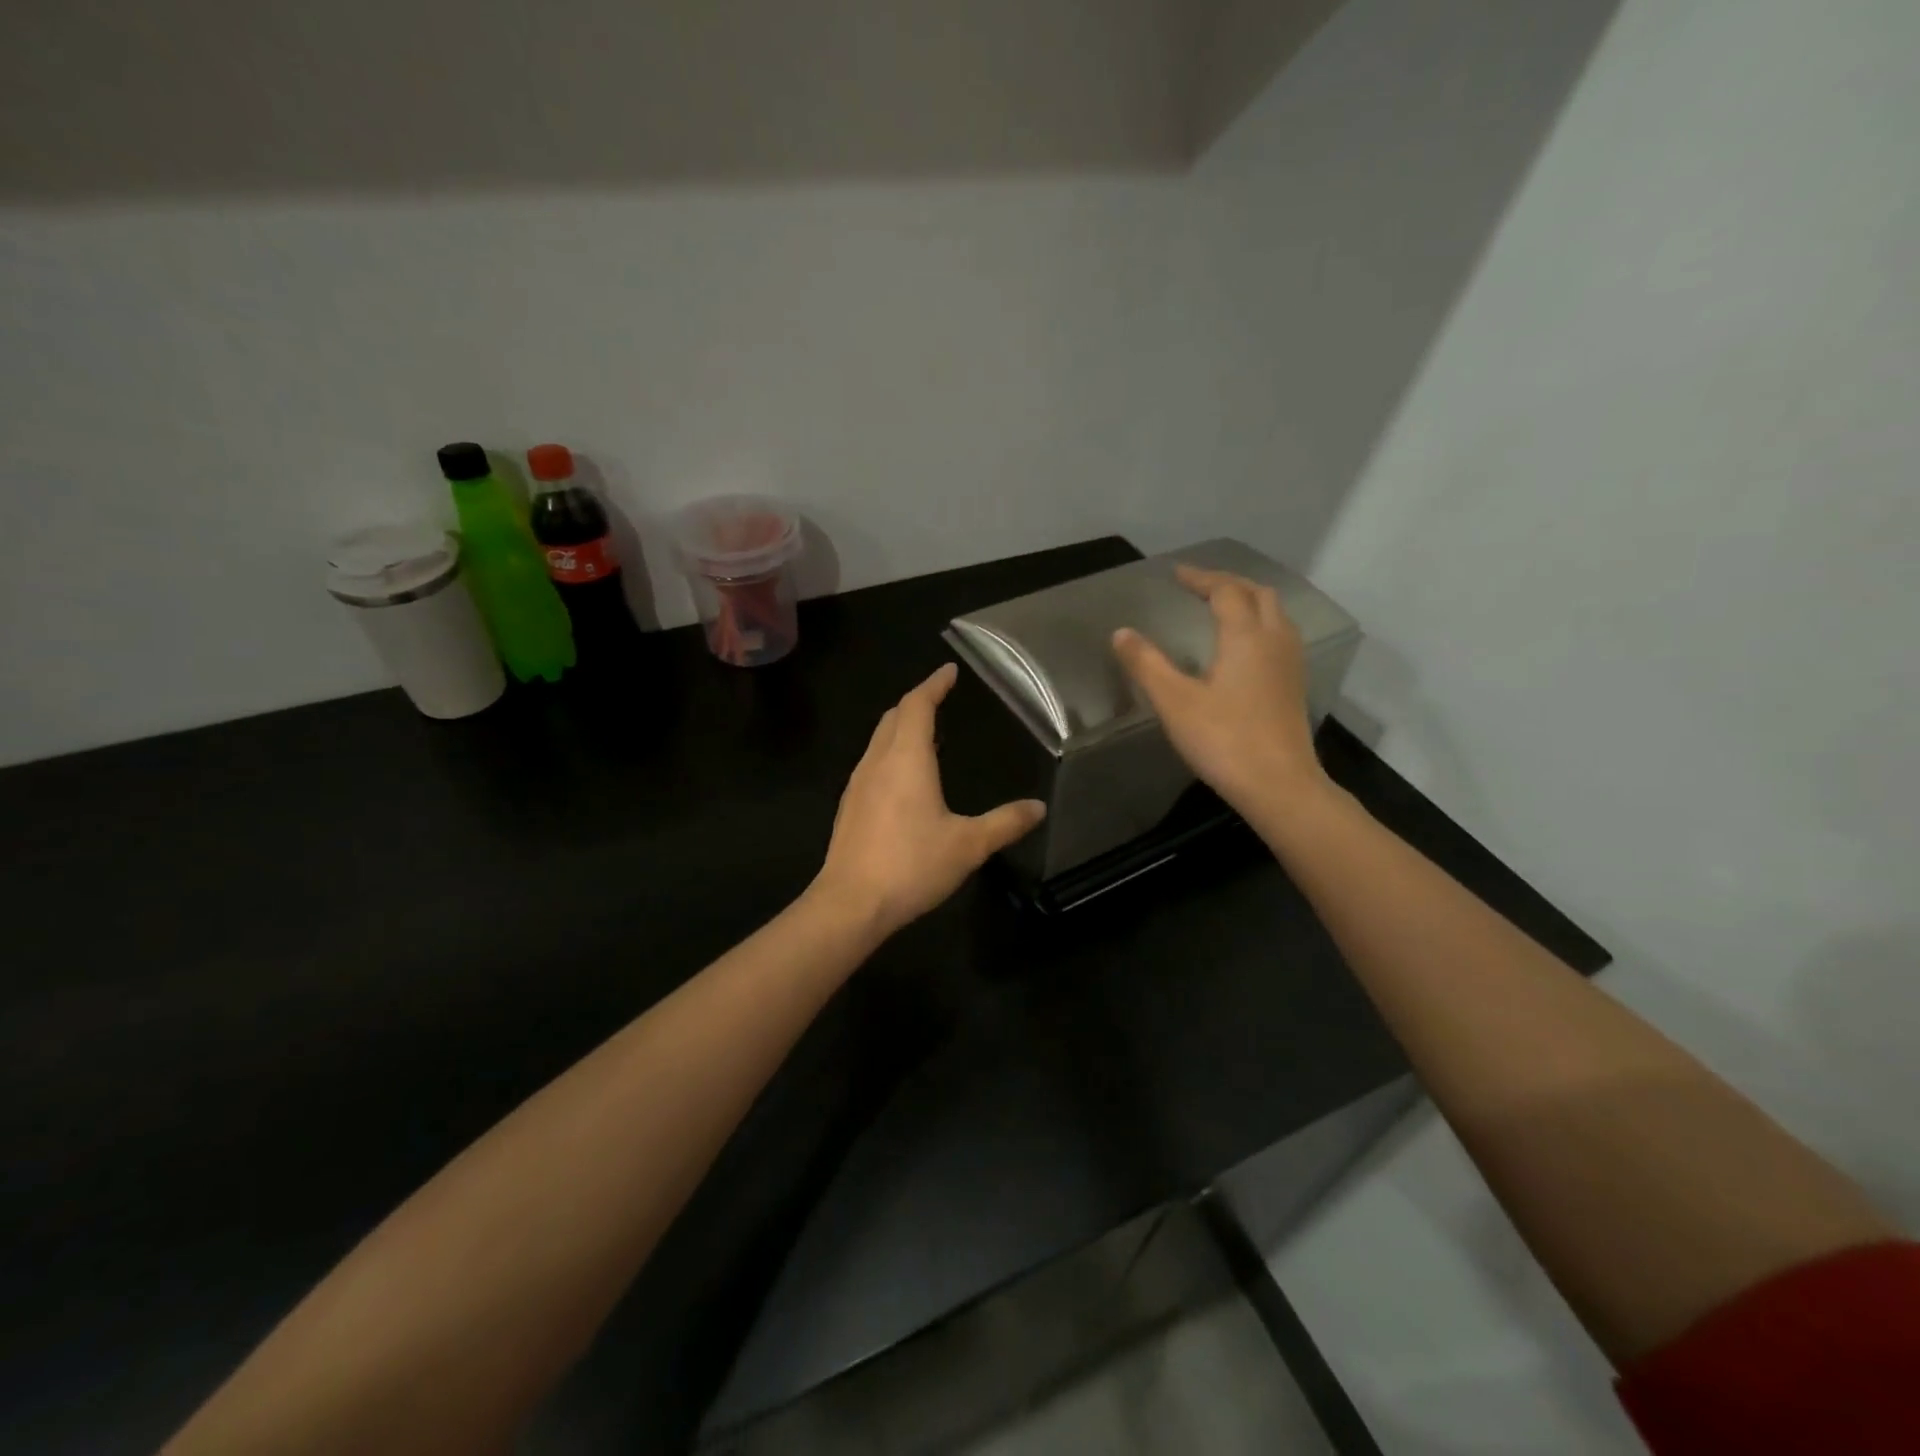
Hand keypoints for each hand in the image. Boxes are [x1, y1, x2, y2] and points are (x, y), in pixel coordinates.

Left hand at [812, 663, 1046, 936]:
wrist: (850, 904)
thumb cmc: (911, 865)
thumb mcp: (968, 845)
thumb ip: (1005, 823)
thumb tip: (1038, 808)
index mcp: (906, 759)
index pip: (917, 705)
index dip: (934, 685)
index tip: (949, 671)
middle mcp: (877, 762)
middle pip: (894, 717)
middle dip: (916, 702)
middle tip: (940, 698)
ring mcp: (858, 784)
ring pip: (879, 740)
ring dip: (901, 727)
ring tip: (927, 733)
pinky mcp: (849, 807)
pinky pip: (872, 763)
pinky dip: (891, 752)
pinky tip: (904, 778)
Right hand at [1112, 564, 1328, 815]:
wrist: (1279, 785)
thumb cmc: (1224, 740)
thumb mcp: (1174, 702)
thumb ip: (1147, 664)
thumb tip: (1121, 632)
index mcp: (1245, 636)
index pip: (1225, 591)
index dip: (1200, 578)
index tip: (1177, 574)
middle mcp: (1274, 641)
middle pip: (1258, 594)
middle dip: (1229, 583)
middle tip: (1200, 586)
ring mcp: (1290, 664)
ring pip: (1276, 614)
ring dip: (1249, 601)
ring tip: (1223, 608)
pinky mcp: (1294, 686)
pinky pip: (1280, 636)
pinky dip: (1260, 624)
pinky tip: (1244, 647)